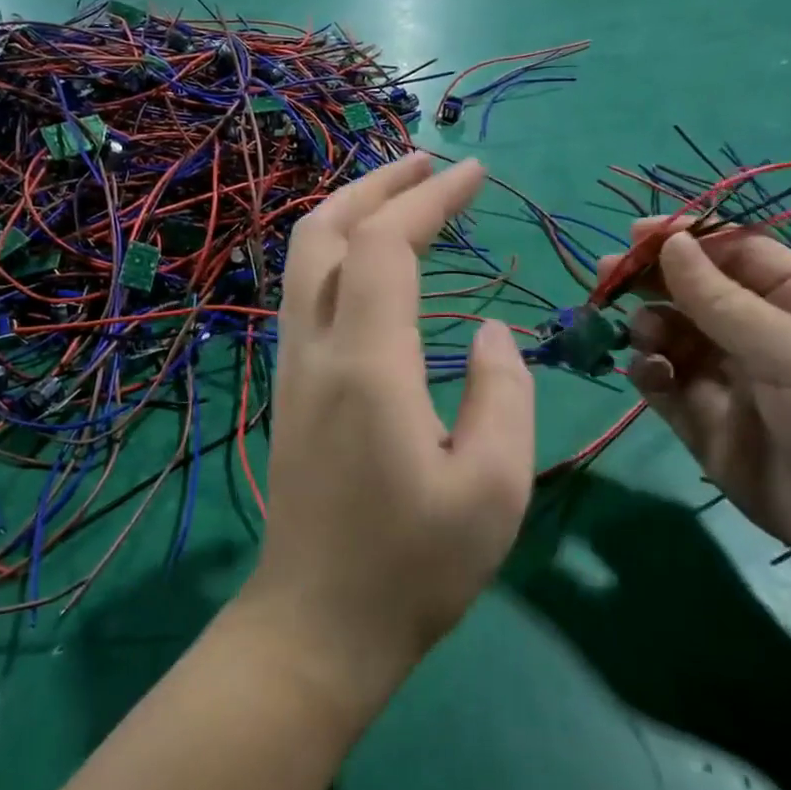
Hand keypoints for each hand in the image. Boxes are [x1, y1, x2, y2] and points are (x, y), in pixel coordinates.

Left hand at [247, 154, 535, 713]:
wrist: (317, 626)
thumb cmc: (414, 567)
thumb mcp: (494, 487)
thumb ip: (501, 392)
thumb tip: (485, 331)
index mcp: (367, 364)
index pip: (387, 244)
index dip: (430, 198)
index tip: (474, 173)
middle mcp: (315, 350)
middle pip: (325, 231)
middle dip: (377, 184)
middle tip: (429, 163)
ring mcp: (292, 368)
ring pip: (304, 259)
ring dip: (350, 213)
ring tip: (402, 197)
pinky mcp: (289, 389)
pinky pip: (304, 293)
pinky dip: (337, 253)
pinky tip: (372, 264)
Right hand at [604, 221, 790, 578]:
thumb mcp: (789, 348)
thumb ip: (719, 300)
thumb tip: (670, 242)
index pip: (733, 252)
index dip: (686, 239)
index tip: (635, 235)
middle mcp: (757, 331)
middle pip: (692, 291)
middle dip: (651, 281)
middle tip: (606, 275)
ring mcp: (727, 376)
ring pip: (671, 335)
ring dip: (649, 328)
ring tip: (645, 336)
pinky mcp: (703, 419)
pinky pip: (664, 383)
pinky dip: (650, 373)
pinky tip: (651, 374)